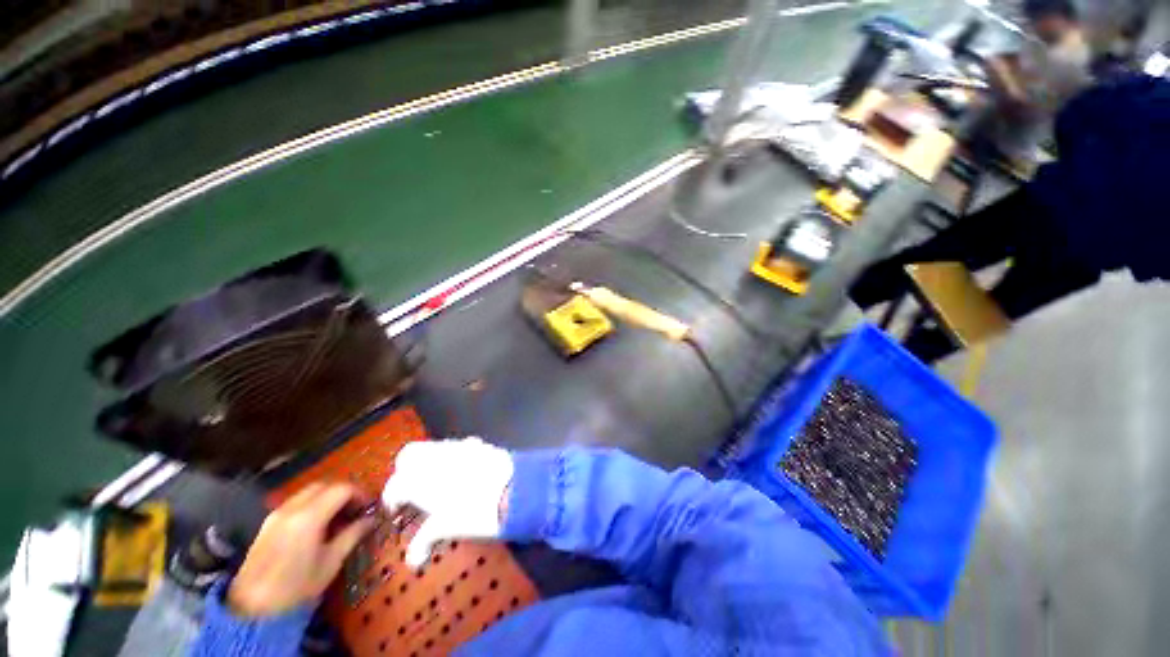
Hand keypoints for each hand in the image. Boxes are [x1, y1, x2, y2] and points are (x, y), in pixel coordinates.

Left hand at [228, 483, 373, 616]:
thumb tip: (371, 519)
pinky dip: (312, 504)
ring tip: (338, 517)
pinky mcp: (267, 523)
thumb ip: (352, 535)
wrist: (252, 609)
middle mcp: (292, 508)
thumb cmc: (297, 587)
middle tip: (355, 509)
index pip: (342, 489)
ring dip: (327, 497)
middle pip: (324, 485)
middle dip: (343, 492)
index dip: (360, 494)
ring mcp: (276, 514)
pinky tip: (317, 525)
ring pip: (308, 492)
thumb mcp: (331, 562)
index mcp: (310, 516)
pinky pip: (295, 502)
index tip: (368, 507)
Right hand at [382, 438, 512, 568]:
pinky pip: (458, 445)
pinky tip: (463, 470)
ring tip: (438, 481)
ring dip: (430, 461)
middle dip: (406, 470)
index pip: (395, 484)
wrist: (513, 489)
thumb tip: (413, 559)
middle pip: (409, 455)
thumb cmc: (473, 512)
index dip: (392, 498)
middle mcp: (435, 457)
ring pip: (434, 447)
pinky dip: (454, 455)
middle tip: (413, 489)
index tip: (397, 509)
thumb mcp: (447, 527)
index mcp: (419, 479)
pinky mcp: (478, 443)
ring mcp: (458, 446)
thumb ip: (426, 539)